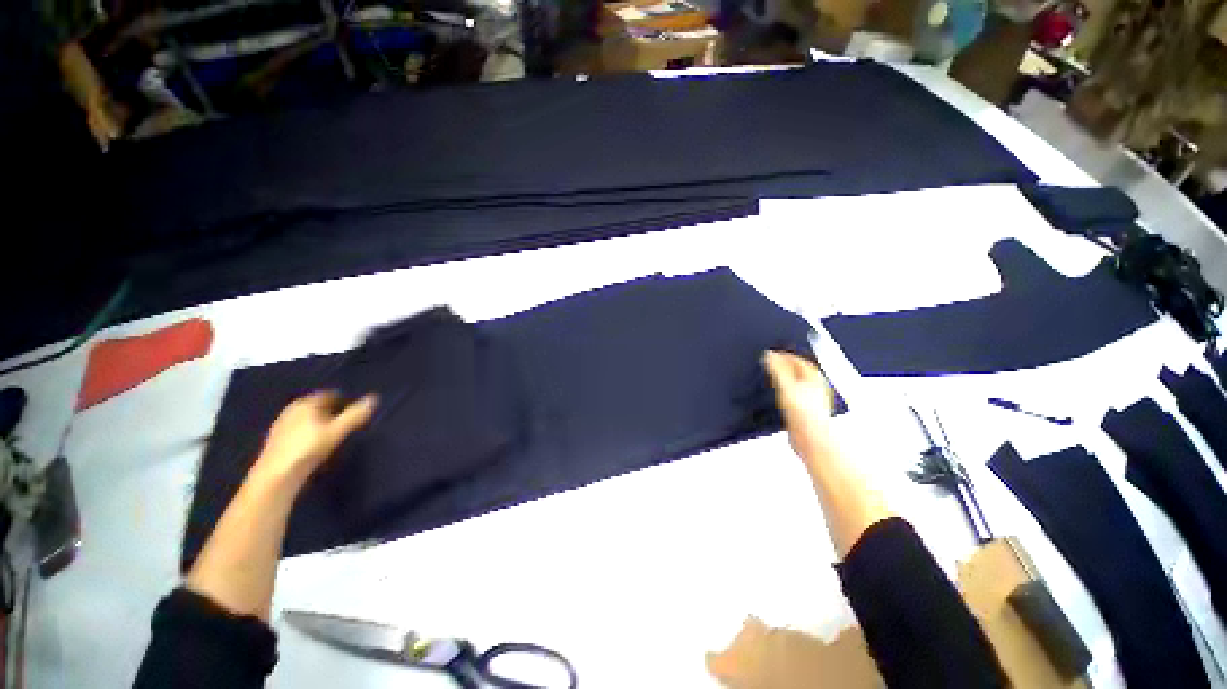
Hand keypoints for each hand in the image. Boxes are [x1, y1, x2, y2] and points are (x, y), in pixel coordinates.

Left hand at [254, 392, 376, 485]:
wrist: (276, 476)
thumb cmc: (309, 449)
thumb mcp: (337, 431)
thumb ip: (356, 415)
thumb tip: (375, 398)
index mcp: (306, 403)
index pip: (329, 394)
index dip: (344, 400)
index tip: (356, 410)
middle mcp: (292, 409)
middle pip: (318, 406)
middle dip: (332, 411)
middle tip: (347, 422)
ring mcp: (282, 425)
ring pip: (307, 419)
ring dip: (321, 423)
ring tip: (334, 435)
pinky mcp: (276, 441)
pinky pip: (299, 430)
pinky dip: (310, 434)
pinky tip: (316, 446)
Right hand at [763, 351, 835, 464]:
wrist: (811, 440)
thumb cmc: (804, 415)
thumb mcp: (786, 386)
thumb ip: (777, 369)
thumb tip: (769, 355)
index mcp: (815, 377)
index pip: (798, 360)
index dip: (784, 355)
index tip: (771, 354)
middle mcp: (816, 387)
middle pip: (798, 371)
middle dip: (784, 366)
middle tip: (770, 363)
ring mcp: (812, 399)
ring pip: (796, 383)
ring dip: (784, 379)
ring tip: (771, 377)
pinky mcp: (805, 411)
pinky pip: (793, 395)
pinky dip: (784, 391)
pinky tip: (777, 395)